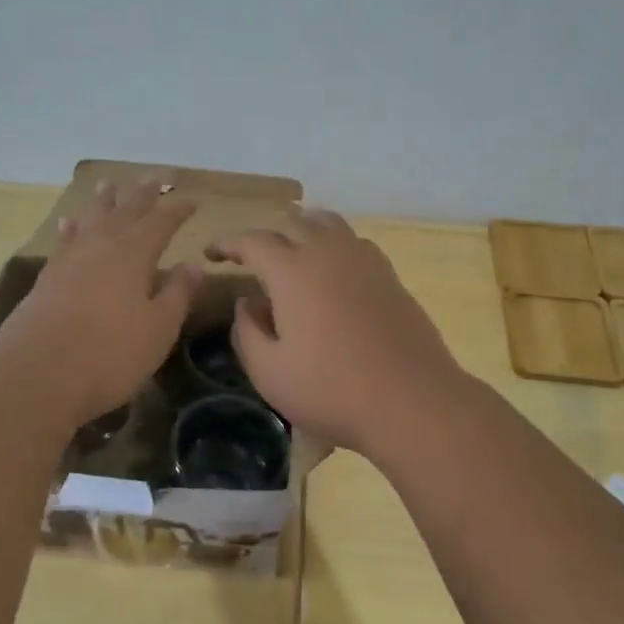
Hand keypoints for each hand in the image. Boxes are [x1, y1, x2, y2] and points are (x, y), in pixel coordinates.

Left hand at [0, 179, 200, 425]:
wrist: (36, 377)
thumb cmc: (109, 355)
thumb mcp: (158, 329)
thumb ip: (177, 294)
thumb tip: (194, 264)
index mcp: (133, 256)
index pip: (161, 223)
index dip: (177, 210)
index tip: (193, 199)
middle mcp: (101, 248)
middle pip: (125, 212)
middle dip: (142, 194)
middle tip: (155, 176)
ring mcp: (69, 262)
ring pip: (90, 220)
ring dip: (103, 203)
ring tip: (108, 185)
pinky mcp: (46, 280)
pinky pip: (63, 242)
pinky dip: (70, 229)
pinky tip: (68, 224)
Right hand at [209, 209, 468, 456]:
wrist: (412, 400)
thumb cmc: (331, 390)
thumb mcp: (269, 372)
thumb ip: (246, 331)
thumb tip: (247, 302)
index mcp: (292, 270)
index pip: (253, 241)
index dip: (228, 243)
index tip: (212, 253)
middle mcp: (328, 252)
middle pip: (293, 222)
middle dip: (266, 235)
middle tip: (251, 257)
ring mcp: (364, 260)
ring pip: (329, 224)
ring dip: (303, 229)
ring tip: (292, 251)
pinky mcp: (390, 276)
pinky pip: (355, 243)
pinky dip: (335, 244)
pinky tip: (334, 270)